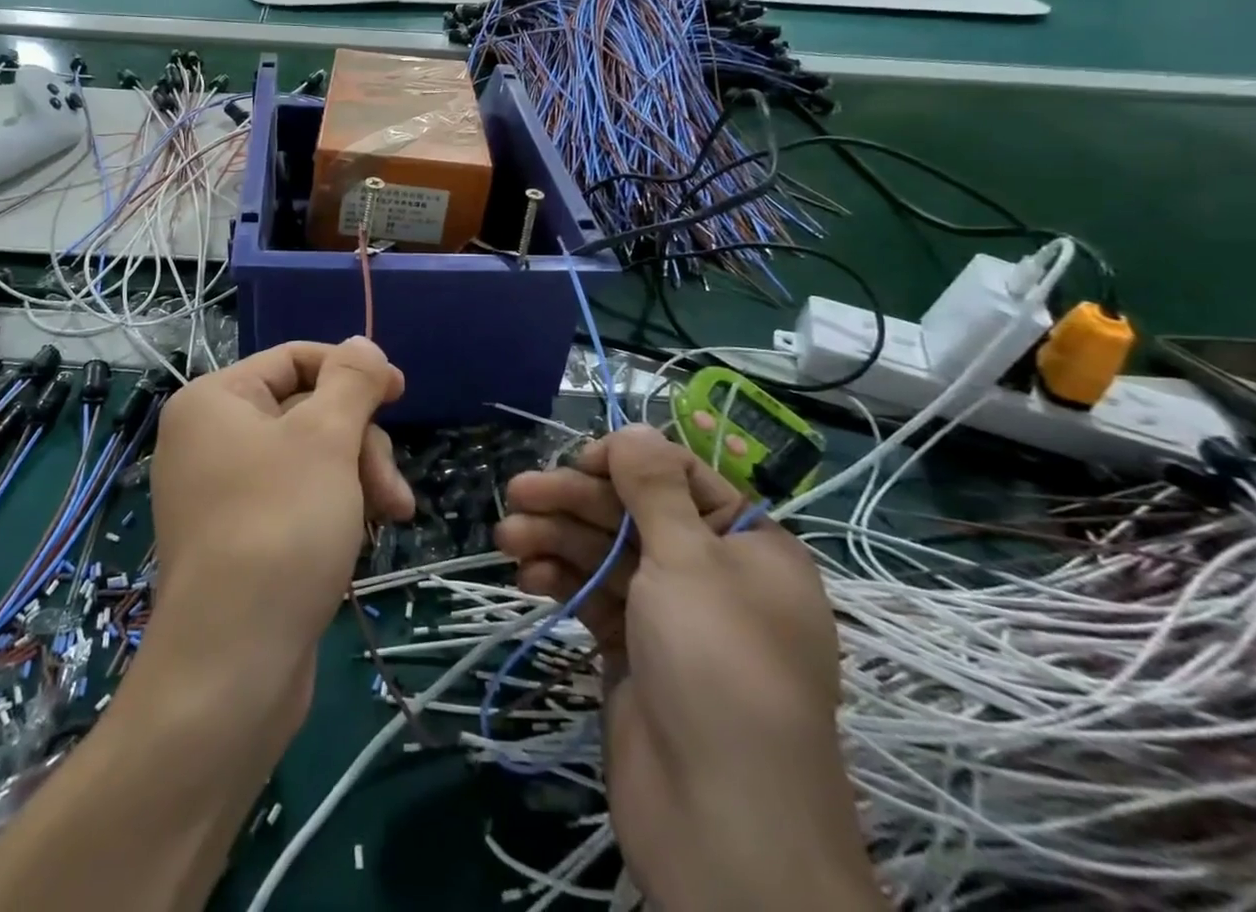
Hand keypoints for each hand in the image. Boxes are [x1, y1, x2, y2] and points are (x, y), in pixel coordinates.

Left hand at [147, 338, 414, 707]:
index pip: (294, 359)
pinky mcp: (240, 536)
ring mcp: (222, 491)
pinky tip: (360, 540)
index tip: (401, 393)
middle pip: (307, 411)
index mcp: (215, 400)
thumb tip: (361, 344)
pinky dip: (335, 508)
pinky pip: (297, 498)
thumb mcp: (327, 438)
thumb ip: (351, 381)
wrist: (233, 667)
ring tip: (391, 517)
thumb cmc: (281, 528)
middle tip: (389, 488)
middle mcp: (210, 438)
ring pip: (310, 458)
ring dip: (357, 479)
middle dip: (359, 443)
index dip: (351, 370)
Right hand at [495, 427, 879, 911]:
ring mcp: (670, 615)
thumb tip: (634, 428)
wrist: (722, 827)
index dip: (627, 462)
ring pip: (606, 554)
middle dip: (574, 501)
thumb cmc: (717, 669)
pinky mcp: (633, 650)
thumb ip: (654, 488)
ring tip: (506, 538)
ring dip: (556, 540)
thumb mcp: (689, 562)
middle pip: (633, 513)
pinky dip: (560, 582)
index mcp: (748, 545)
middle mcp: (711, 573)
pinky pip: (593, 597)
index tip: (578, 460)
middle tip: (516, 493)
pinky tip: (525, 577)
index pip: (681, 477)